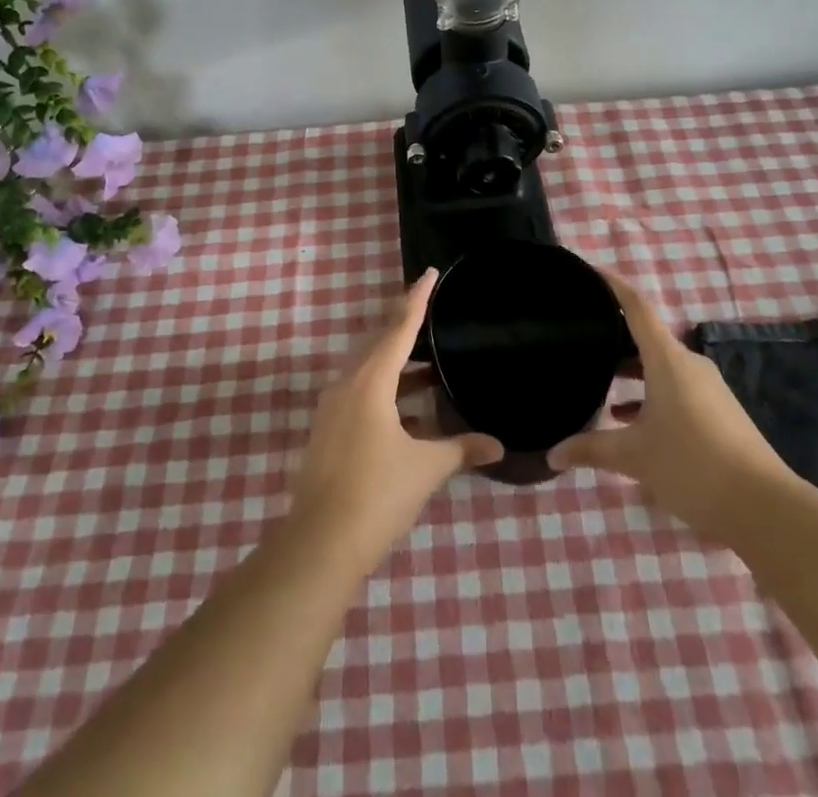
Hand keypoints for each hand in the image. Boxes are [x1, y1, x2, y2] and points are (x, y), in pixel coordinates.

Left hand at [287, 269, 503, 570]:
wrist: (319, 544)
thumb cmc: (377, 495)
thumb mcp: (425, 469)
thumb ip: (461, 449)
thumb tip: (497, 446)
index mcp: (370, 382)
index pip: (399, 328)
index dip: (417, 299)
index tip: (429, 273)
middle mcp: (347, 384)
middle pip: (379, 343)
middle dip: (405, 329)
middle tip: (434, 317)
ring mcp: (332, 408)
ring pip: (368, 370)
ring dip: (396, 364)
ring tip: (429, 367)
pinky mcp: (327, 430)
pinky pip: (359, 392)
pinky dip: (385, 389)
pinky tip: (408, 410)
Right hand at [548, 268, 793, 541]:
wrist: (765, 508)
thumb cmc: (692, 466)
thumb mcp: (634, 458)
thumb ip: (590, 450)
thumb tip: (552, 454)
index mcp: (668, 360)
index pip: (637, 307)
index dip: (613, 285)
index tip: (590, 271)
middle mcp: (689, 365)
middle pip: (647, 337)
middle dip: (615, 336)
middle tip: (582, 337)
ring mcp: (707, 389)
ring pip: (661, 366)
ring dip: (632, 371)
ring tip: (599, 382)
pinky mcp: (718, 412)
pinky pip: (676, 388)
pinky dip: (650, 395)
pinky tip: (630, 422)